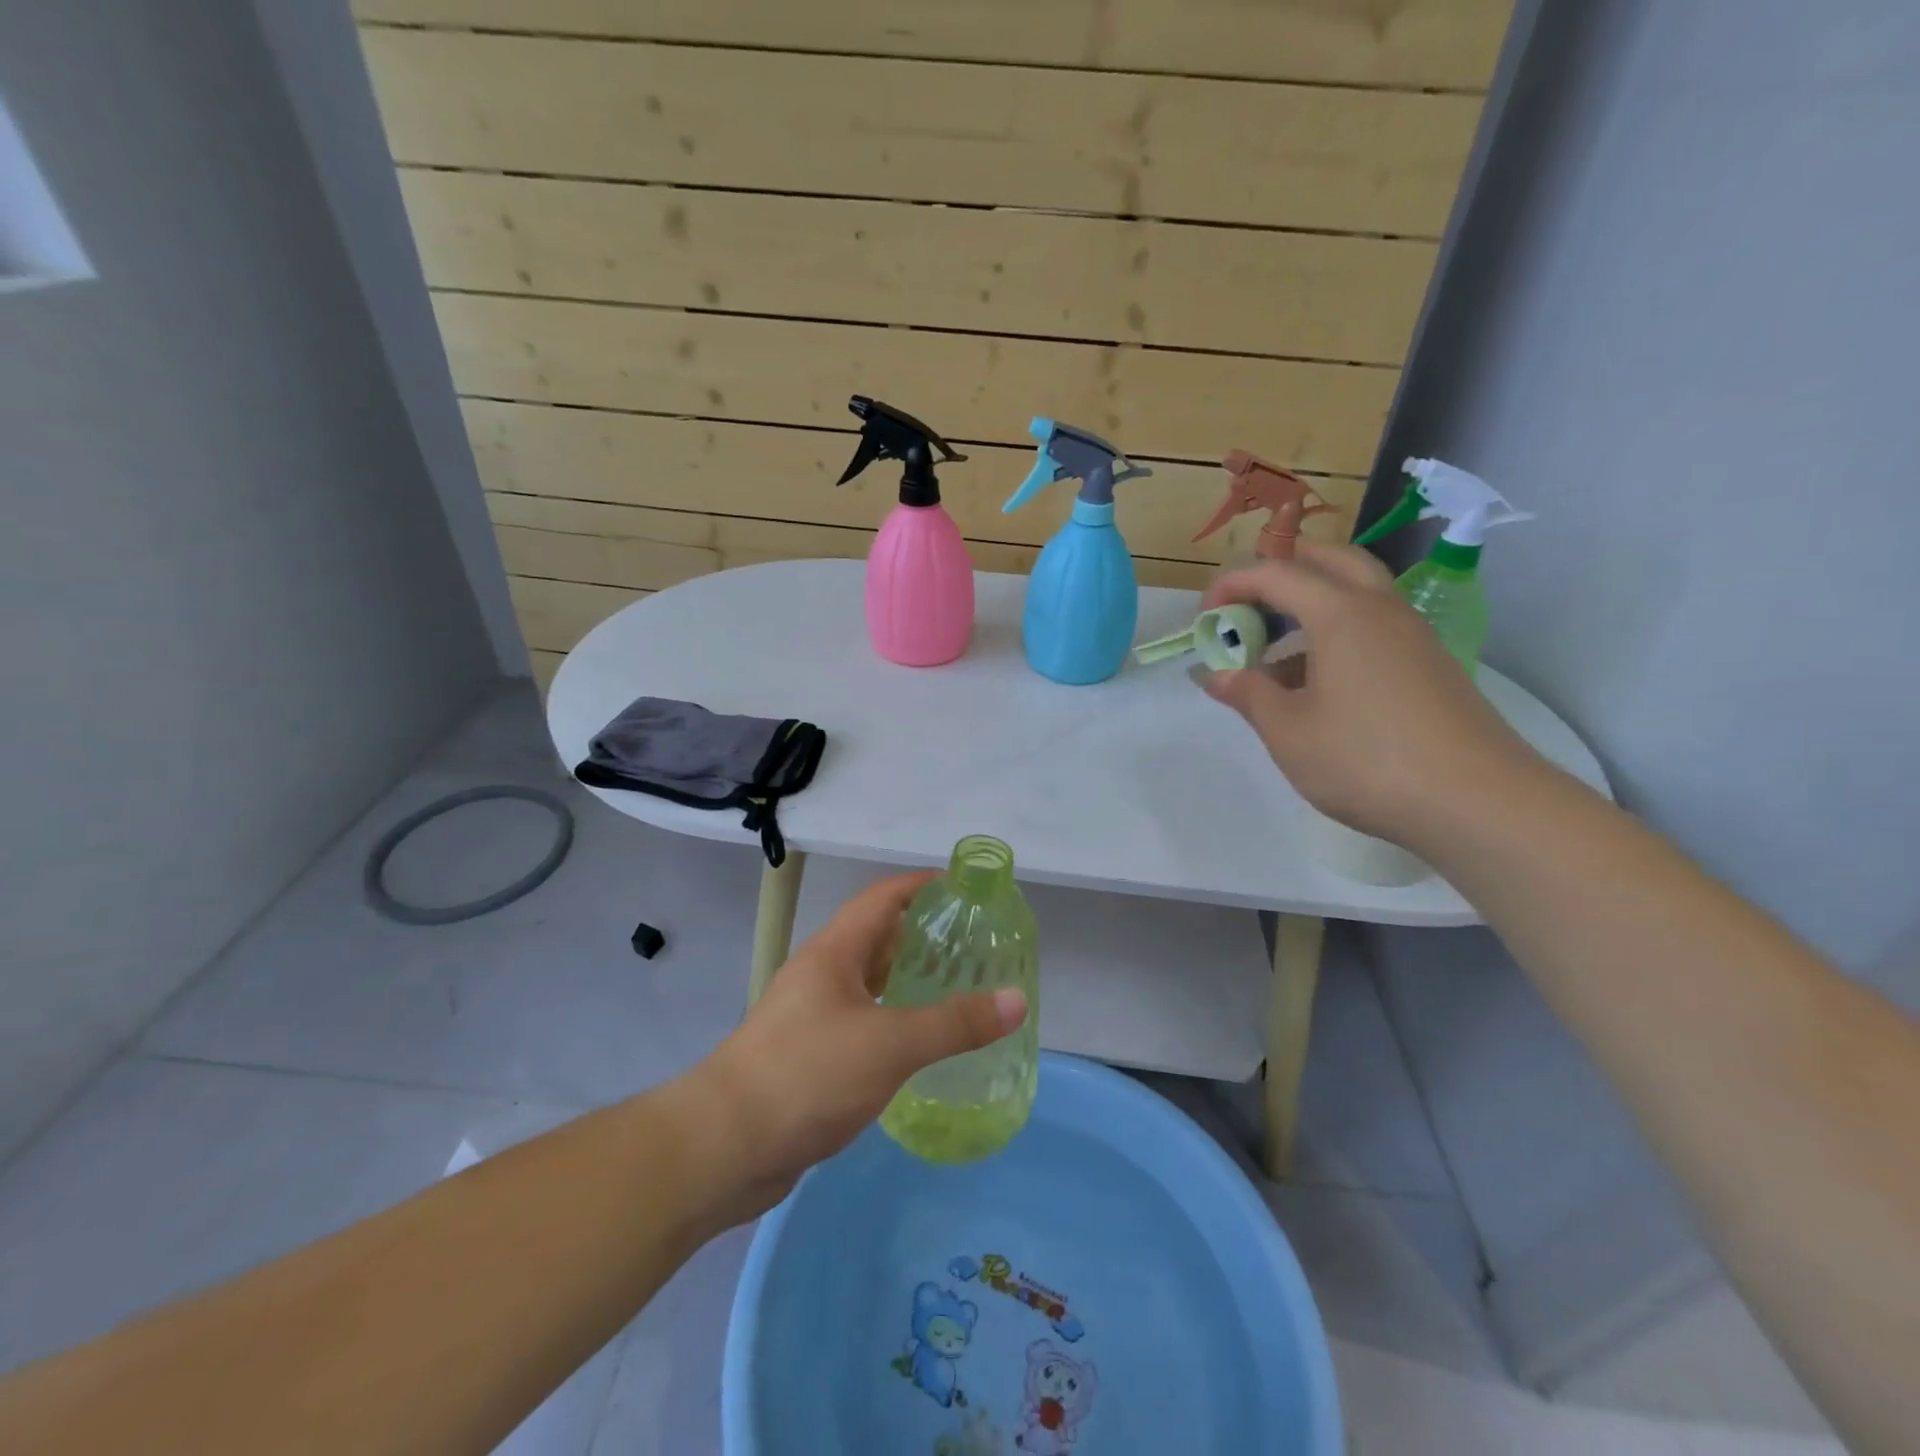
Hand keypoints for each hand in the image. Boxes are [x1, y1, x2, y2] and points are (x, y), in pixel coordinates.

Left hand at [691, 873, 1026, 1219]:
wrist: (724, 1147)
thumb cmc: (808, 1074)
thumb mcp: (890, 1044)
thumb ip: (954, 1023)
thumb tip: (1016, 1000)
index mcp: (834, 952)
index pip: (882, 898)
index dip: (921, 885)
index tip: (964, 887)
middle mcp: (821, 975)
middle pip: (877, 938)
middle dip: (923, 936)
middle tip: (975, 944)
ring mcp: (811, 1016)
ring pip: (869, 984)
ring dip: (908, 980)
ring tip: (957, 987)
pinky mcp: (809, 1056)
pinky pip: (861, 1022)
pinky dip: (893, 1020)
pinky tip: (919, 1042)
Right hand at [1198, 539, 1540, 844]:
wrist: (1475, 801)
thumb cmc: (1365, 759)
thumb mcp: (1288, 731)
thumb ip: (1248, 694)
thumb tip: (1216, 676)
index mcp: (1341, 614)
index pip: (1277, 573)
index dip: (1232, 584)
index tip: (1204, 616)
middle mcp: (1381, 610)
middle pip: (1331, 560)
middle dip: (1284, 568)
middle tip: (1248, 598)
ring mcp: (1413, 636)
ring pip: (1357, 593)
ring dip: (1312, 603)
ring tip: (1276, 650)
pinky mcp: (1430, 665)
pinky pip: (1374, 627)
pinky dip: (1338, 632)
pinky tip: (1318, 682)